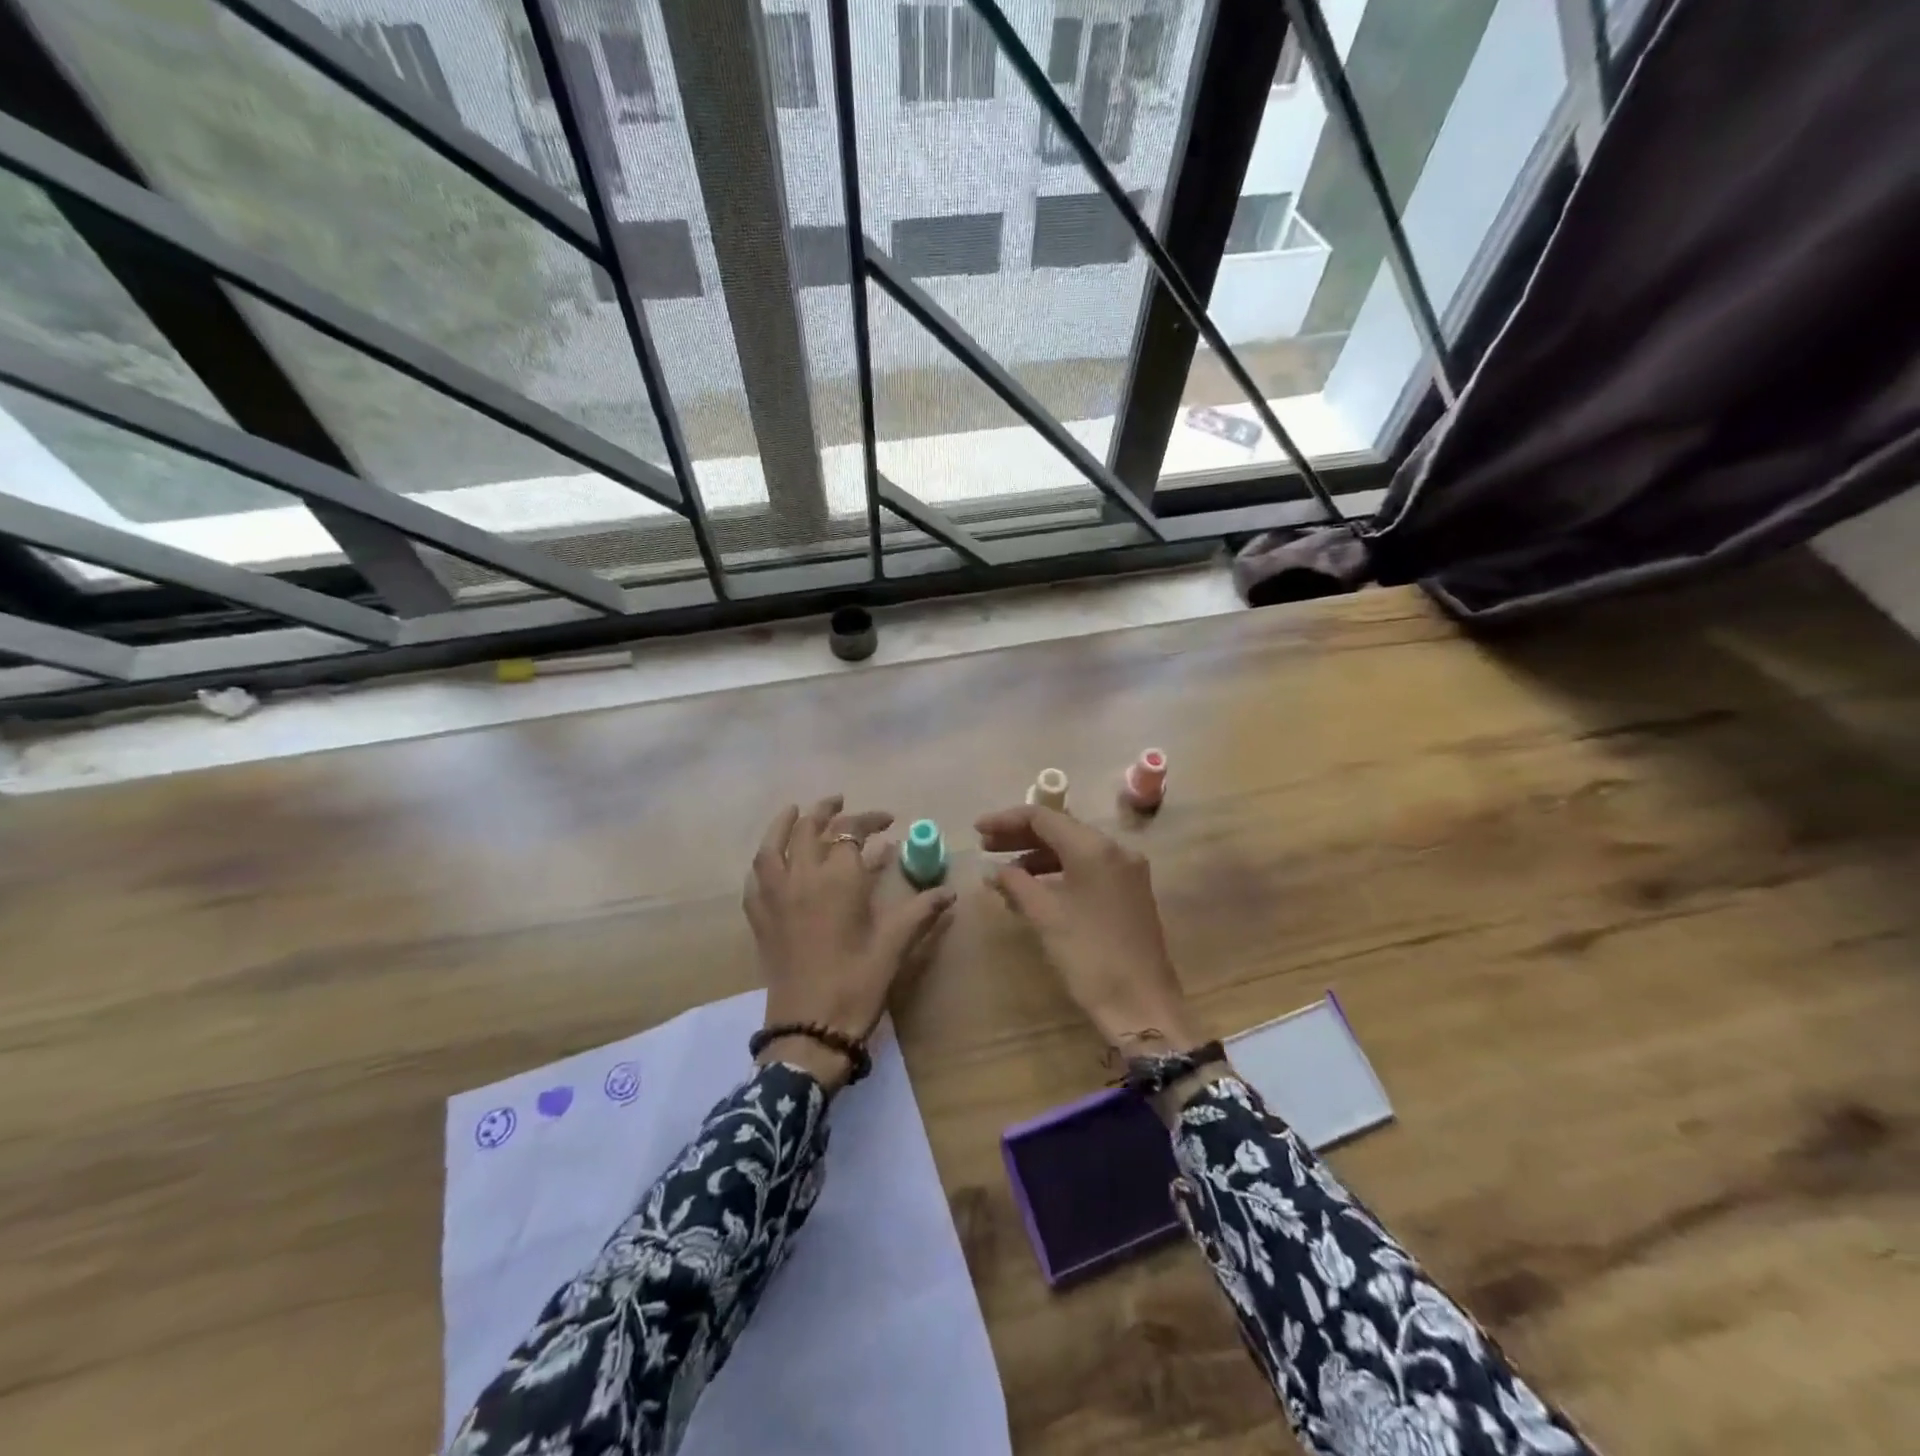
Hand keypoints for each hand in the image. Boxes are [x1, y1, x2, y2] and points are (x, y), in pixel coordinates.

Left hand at [745, 796, 955, 1089]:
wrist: (810, 1028)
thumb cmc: (857, 983)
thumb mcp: (895, 945)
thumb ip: (920, 911)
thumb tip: (949, 892)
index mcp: (839, 879)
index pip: (852, 831)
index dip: (870, 820)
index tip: (888, 821)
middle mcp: (803, 877)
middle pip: (808, 828)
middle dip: (826, 810)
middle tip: (841, 803)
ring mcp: (775, 897)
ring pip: (773, 845)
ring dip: (784, 823)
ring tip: (796, 812)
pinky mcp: (760, 918)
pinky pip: (756, 877)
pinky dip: (765, 860)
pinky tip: (772, 861)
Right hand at [975, 804, 1200, 1051]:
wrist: (1142, 1005)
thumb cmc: (1089, 955)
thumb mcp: (1045, 916)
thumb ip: (1015, 883)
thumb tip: (992, 871)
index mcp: (1095, 847)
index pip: (1043, 817)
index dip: (1005, 820)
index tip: (976, 830)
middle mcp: (1115, 849)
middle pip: (1060, 829)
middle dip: (1019, 837)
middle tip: (984, 847)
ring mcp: (1126, 871)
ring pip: (1073, 850)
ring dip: (1036, 857)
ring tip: (1003, 874)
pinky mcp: (1129, 892)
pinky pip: (1087, 869)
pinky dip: (1057, 873)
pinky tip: (1033, 890)